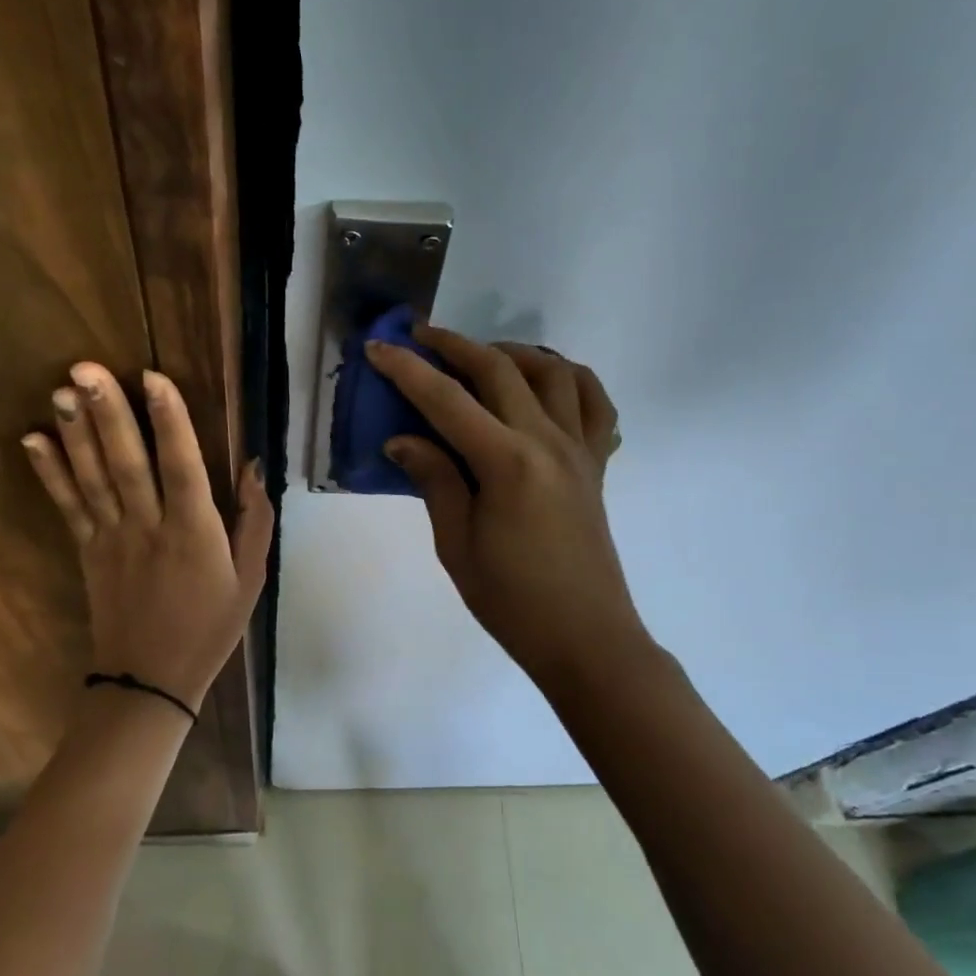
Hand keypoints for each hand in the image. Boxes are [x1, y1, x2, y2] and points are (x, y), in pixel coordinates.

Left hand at [21, 363, 272, 711]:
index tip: (152, 378)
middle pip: (127, 463)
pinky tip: (34, 440)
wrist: (152, 679)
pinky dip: (50, 473)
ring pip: (93, 478)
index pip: (181, 466)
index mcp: (195, 533)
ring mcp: (112, 539)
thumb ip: (255, 521)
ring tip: (61, 390)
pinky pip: (68, 506)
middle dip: (108, 414)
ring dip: (76, 433)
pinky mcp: (87, 551)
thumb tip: (254, 467)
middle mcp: (149, 527)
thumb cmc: (211, 626)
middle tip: (86, 369)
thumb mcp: (251, 579)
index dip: (169, 421)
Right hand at [365, 328, 642, 685]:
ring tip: (482, 359)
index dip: (408, 370)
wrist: (585, 637)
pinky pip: (594, 403)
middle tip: (421, 337)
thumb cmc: (511, 600)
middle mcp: (548, 442)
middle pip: (500, 371)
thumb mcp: (456, 545)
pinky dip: (570, 379)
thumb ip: (434, 481)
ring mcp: (580, 450)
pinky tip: (545, 385)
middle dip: (456, 346)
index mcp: (507, 463)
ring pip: (553, 373)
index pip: (448, 400)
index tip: (379, 348)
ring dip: (514, 353)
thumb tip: (402, 440)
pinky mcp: (596, 464)